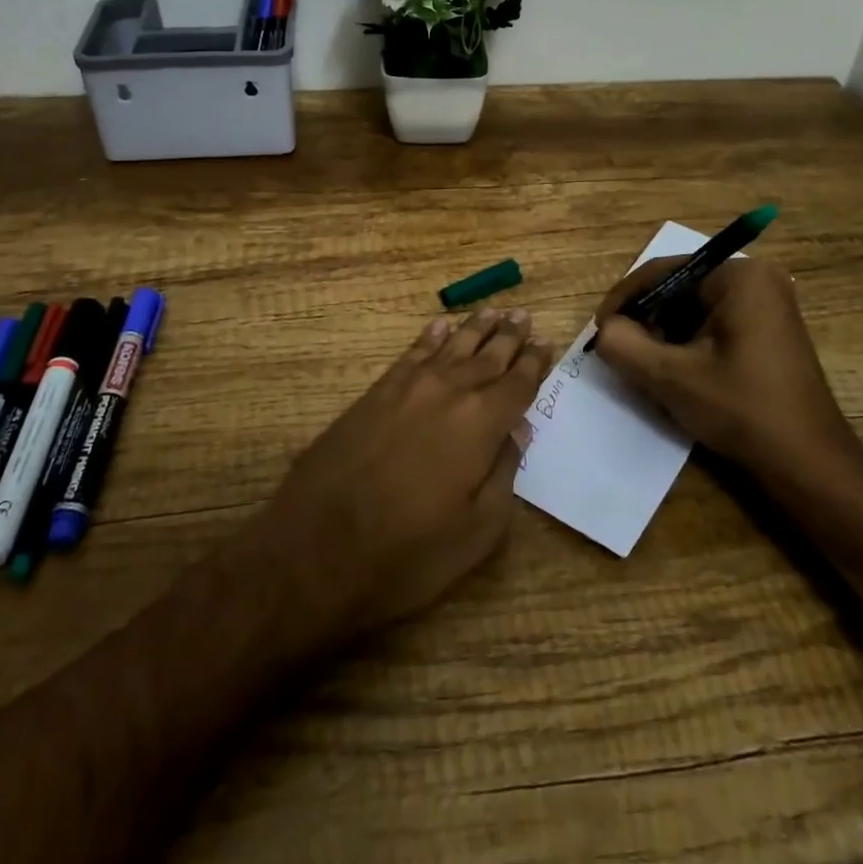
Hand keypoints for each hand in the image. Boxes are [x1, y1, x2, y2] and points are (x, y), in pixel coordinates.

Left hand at [246, 308, 553, 649]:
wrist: (317, 547)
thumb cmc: (407, 552)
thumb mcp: (477, 531)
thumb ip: (504, 473)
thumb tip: (518, 430)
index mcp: (481, 424)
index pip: (517, 384)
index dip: (533, 363)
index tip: (545, 343)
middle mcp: (449, 392)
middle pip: (487, 356)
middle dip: (508, 336)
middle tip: (524, 315)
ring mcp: (408, 387)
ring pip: (452, 346)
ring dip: (475, 328)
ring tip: (493, 311)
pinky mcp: (376, 392)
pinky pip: (412, 352)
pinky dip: (429, 336)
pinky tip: (440, 325)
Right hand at [592, 257, 862, 491]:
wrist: (810, 466)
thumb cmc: (743, 410)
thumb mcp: (671, 377)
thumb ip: (624, 345)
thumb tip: (604, 330)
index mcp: (739, 276)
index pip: (663, 272)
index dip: (624, 300)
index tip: (600, 331)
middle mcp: (756, 279)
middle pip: (678, 289)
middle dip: (645, 319)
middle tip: (619, 351)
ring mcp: (766, 304)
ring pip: (692, 309)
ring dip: (663, 335)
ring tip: (643, 365)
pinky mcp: (767, 331)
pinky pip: (712, 324)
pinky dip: (687, 344)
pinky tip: (674, 374)